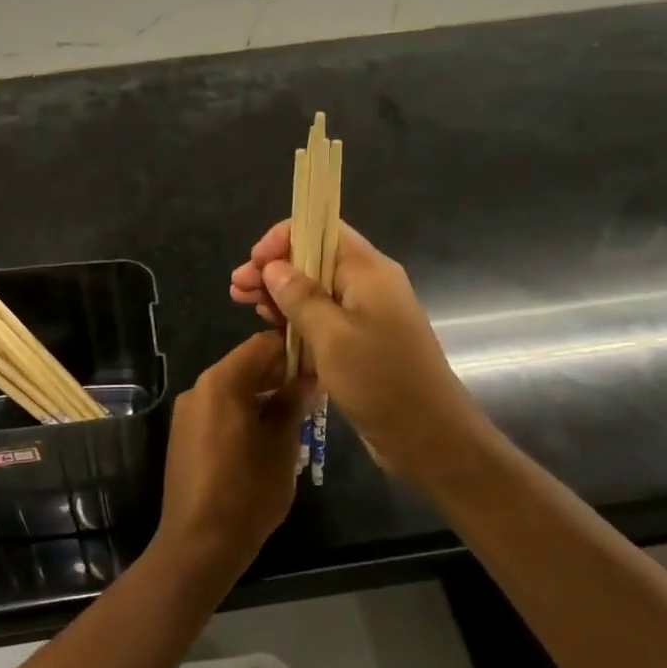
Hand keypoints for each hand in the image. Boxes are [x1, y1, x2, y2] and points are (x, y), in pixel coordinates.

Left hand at [157, 331, 316, 577]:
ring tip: (296, 417)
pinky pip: (219, 410)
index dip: (294, 350)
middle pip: (246, 364)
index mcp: (222, 381)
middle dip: (280, 375)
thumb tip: (307, 377)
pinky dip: (243, 412)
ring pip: (232, 388)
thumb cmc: (247, 491)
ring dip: (263, 395)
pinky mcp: (183, 435)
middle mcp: (199, 388)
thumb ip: (293, 404)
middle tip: (314, 395)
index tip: (320, 367)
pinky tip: (266, 437)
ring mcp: (187, 412)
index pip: (263, 344)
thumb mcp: (282, 445)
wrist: (198, 542)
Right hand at [229, 220, 487, 485]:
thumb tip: (273, 267)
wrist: (429, 437)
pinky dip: (297, 320)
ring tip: (247, 308)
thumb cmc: (380, 381)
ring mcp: (367, 314)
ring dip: (281, 296)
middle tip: (237, 291)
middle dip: (274, 270)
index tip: (254, 264)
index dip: (283, 239)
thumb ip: (300, 297)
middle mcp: (369, 284)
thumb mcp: (331, 337)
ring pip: (316, 290)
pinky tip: (274, 331)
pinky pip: (324, 319)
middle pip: (314, 259)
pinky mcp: (362, 341)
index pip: (322, 230)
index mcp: (368, 271)